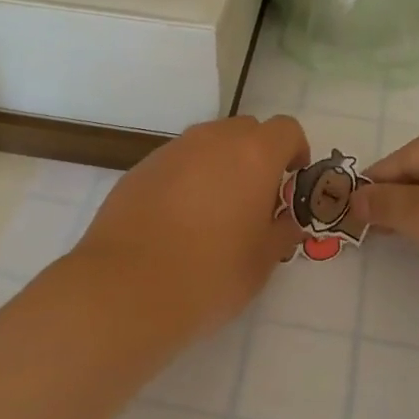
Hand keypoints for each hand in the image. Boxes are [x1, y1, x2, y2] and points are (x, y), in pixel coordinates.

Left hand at [73, 114, 308, 335]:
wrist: (124, 289)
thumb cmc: (208, 275)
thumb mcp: (261, 263)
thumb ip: (281, 233)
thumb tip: (286, 221)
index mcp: (253, 155)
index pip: (286, 129)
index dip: (295, 151)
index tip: (290, 182)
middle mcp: (214, 140)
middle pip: (246, 130)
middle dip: (257, 156)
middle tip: (255, 199)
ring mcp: (173, 150)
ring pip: (209, 143)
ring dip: (220, 165)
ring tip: (214, 212)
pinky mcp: (141, 167)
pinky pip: (177, 162)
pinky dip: (187, 178)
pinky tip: (177, 220)